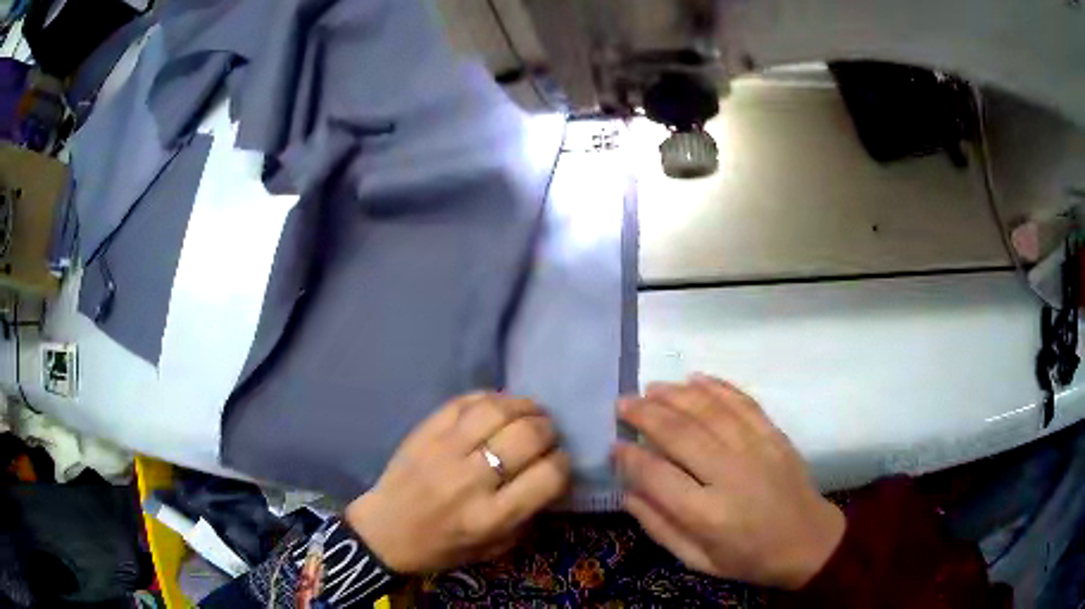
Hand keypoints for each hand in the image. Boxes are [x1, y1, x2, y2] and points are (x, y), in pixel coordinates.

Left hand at [345, 393, 570, 573]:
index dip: (563, 463)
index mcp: (491, 516)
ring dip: (524, 406)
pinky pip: (465, 401)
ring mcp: (444, 450)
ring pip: (496, 410)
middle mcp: (470, 480)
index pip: (548, 476)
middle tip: (547, 435)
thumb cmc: (443, 547)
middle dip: (548, 430)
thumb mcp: (495, 547)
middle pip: (527, 436)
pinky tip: (499, 407)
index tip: (559, 461)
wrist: (385, 531)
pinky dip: (491, 398)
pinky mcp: (425, 431)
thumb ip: (529, 515)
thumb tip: (553, 475)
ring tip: (530, 413)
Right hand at [614, 374, 844, 589]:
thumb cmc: (748, 557)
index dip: (630, 458)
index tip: (615, 446)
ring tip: (651, 388)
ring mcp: (757, 449)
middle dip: (646, 414)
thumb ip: (660, 527)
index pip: (658, 476)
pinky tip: (696, 379)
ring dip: (676, 394)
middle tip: (623, 403)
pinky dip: (717, 387)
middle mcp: (731, 474)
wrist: (807, 540)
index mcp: (708, 514)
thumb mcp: (698, 560)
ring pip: (709, 411)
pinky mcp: (774, 434)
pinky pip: (742, 403)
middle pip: (681, 434)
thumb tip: (628, 492)